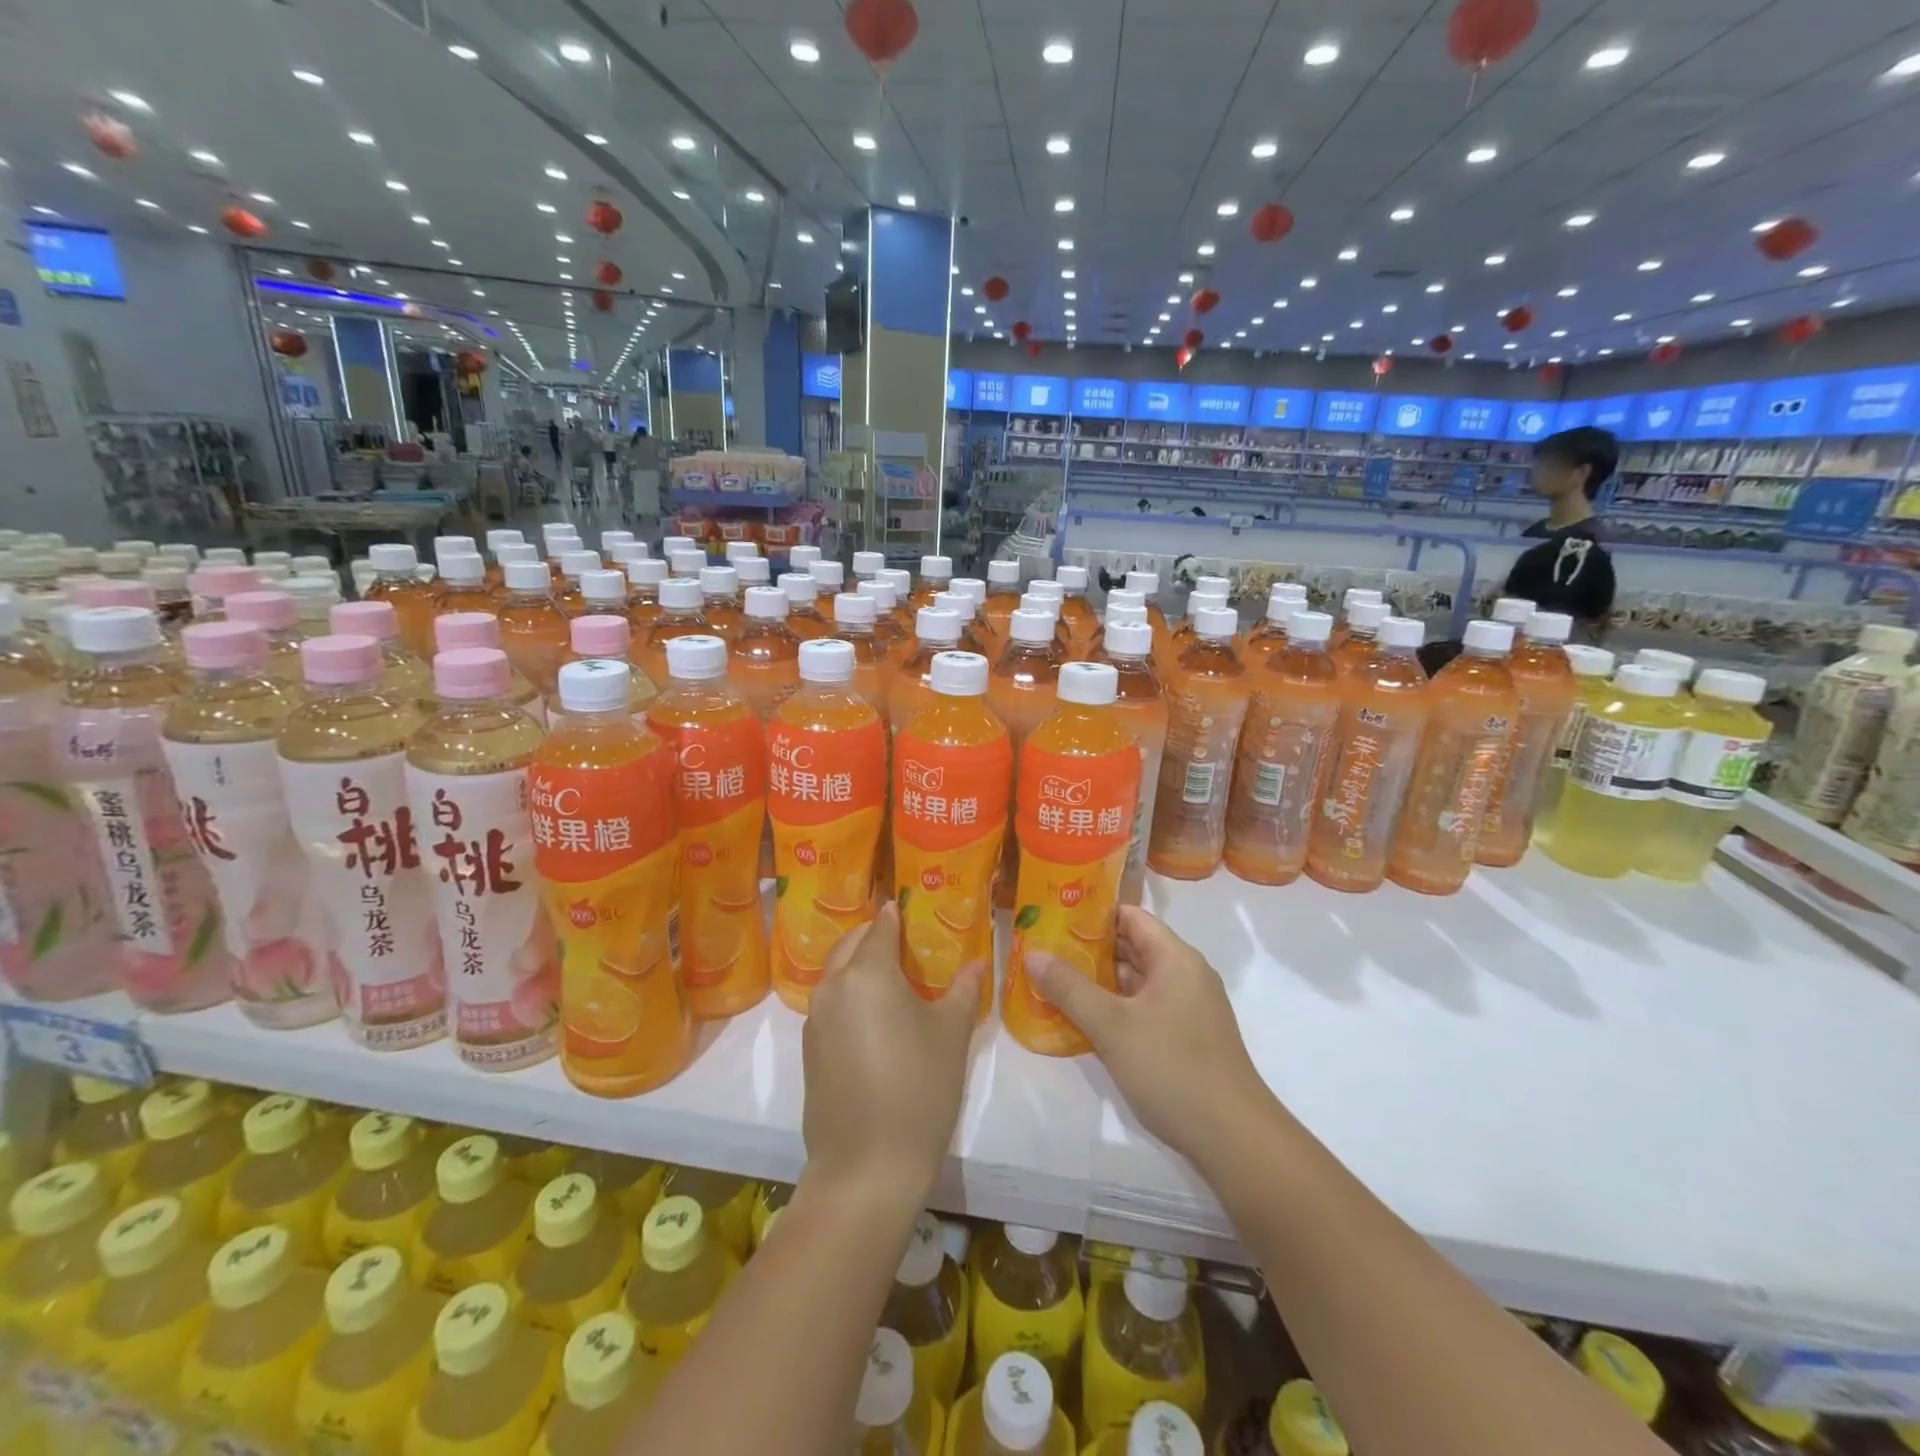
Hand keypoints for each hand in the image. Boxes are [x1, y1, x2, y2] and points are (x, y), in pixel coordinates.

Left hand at [800, 901, 982, 1211]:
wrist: (866, 1167)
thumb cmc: (919, 1089)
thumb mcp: (951, 1034)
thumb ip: (963, 989)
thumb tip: (975, 963)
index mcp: (867, 972)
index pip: (881, 925)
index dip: (897, 914)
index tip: (913, 909)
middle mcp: (833, 985)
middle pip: (852, 943)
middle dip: (876, 937)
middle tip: (908, 944)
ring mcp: (815, 1018)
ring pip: (837, 973)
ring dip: (860, 966)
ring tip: (894, 980)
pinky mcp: (809, 1049)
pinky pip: (830, 1004)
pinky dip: (850, 996)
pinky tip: (876, 1020)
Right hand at [1028, 905, 1273, 1166]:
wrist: (1234, 1139)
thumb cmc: (1172, 1068)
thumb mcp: (1112, 1026)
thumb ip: (1070, 988)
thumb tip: (1033, 953)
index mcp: (1175, 959)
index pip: (1130, 916)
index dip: (1091, 914)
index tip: (1053, 918)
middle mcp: (1184, 975)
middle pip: (1131, 947)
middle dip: (1087, 949)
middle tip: (1043, 950)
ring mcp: (1187, 1009)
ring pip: (1135, 982)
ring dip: (1097, 982)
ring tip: (1051, 981)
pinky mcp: (1184, 1038)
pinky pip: (1142, 1009)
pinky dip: (1113, 1008)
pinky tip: (1080, 1020)